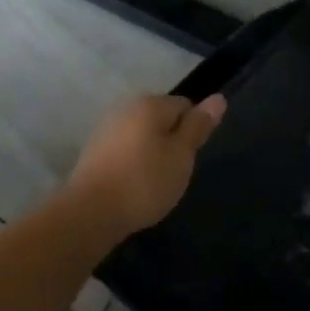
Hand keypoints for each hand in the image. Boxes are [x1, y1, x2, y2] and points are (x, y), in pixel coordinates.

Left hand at [64, 93, 227, 238]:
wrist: (91, 212)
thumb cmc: (144, 182)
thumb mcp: (181, 155)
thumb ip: (198, 126)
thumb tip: (218, 98)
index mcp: (149, 104)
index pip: (184, 105)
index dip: (193, 130)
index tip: (190, 157)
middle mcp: (124, 108)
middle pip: (160, 119)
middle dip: (172, 141)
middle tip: (175, 172)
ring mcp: (105, 129)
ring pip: (141, 135)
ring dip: (152, 153)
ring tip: (154, 182)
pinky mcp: (93, 151)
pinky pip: (124, 150)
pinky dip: (133, 163)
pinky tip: (134, 185)